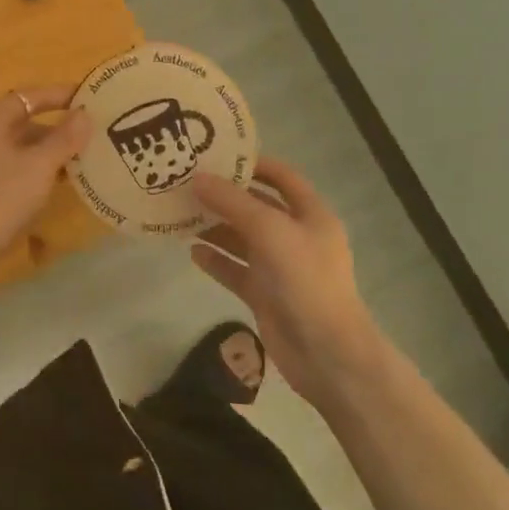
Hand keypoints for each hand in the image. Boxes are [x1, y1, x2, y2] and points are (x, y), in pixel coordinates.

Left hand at [0, 85, 90, 268]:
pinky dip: (21, 164)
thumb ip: (65, 137)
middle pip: (18, 120)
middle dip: (51, 128)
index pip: (29, 96)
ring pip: (8, 143)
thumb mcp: (40, 167)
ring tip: (68, 163)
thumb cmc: (1, 198)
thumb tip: (84, 113)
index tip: (86, 97)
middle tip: (81, 136)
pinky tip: (40, 182)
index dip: (59, 95)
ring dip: (38, 150)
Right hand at [190, 158, 380, 402]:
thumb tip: (197, 178)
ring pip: (242, 239)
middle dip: (225, 196)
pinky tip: (192, 252)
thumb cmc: (305, 280)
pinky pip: (236, 271)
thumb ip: (232, 202)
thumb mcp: (269, 230)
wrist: (327, 354)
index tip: (217, 155)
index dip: (253, 163)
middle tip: (188, 183)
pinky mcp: (265, 295)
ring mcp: (280, 268)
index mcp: (310, 214)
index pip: (282, 177)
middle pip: (257, 207)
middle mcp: (296, 236)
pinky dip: (216, 260)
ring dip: (215, 227)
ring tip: (182, 214)